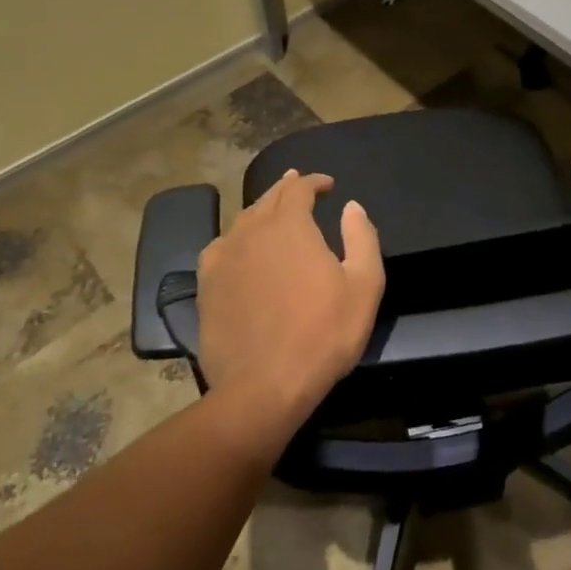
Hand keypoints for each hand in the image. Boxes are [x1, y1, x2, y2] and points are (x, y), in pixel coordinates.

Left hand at [194, 170, 384, 430]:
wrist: (262, 387)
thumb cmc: (322, 335)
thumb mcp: (364, 286)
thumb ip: (361, 237)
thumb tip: (351, 206)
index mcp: (290, 225)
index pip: (300, 188)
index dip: (314, 182)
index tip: (328, 185)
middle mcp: (252, 231)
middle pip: (268, 198)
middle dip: (286, 188)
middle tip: (298, 184)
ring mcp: (223, 257)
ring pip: (243, 220)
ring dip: (261, 210)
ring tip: (272, 211)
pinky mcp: (206, 285)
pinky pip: (221, 247)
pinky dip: (235, 238)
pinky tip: (239, 247)